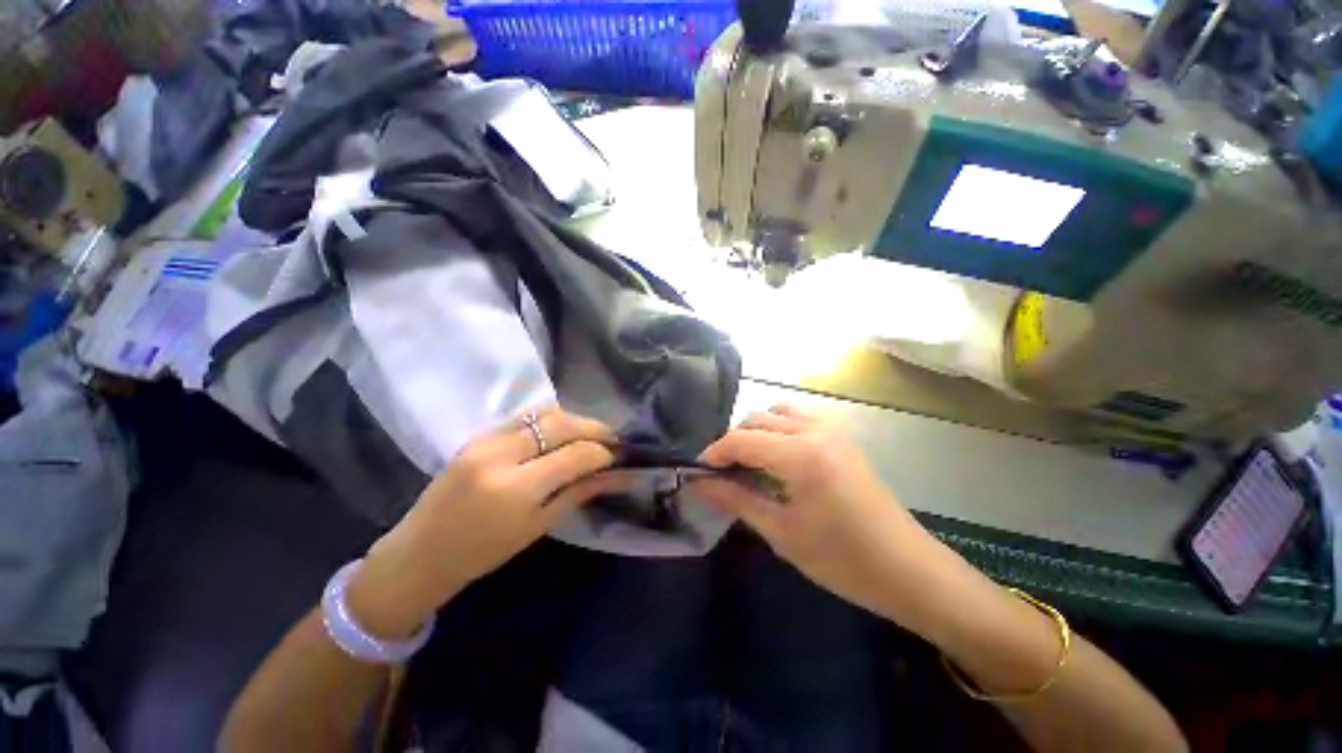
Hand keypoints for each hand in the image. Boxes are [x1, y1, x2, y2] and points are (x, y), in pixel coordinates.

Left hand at [346, 407, 622, 638]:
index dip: (602, 452)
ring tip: (589, 434)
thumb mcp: (538, 527)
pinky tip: (559, 433)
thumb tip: (616, 475)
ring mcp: (485, 440)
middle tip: (612, 439)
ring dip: (573, 420)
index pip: (575, 455)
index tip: (618, 456)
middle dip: (594, 428)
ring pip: (544, 412)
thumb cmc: (483, 552)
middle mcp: (501, 454)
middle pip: (561, 424)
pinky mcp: (478, 435)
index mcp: (516, 488)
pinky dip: (549, 419)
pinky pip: (524, 417)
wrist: (420, 553)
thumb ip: (578, 493)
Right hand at [692, 405, 943, 627]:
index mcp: (801, 454)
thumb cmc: (843, 560)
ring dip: (756, 432)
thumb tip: (699, 484)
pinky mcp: (842, 438)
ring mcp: (832, 430)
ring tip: (748, 464)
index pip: (742, 439)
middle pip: (756, 419)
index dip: (714, 453)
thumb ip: (736, 500)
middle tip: (721, 474)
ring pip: (777, 413)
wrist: (908, 570)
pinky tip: (778, 459)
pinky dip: (778, 430)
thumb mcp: (782, 533)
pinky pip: (798, 419)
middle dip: (733, 442)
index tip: (698, 473)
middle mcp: (815, 431)